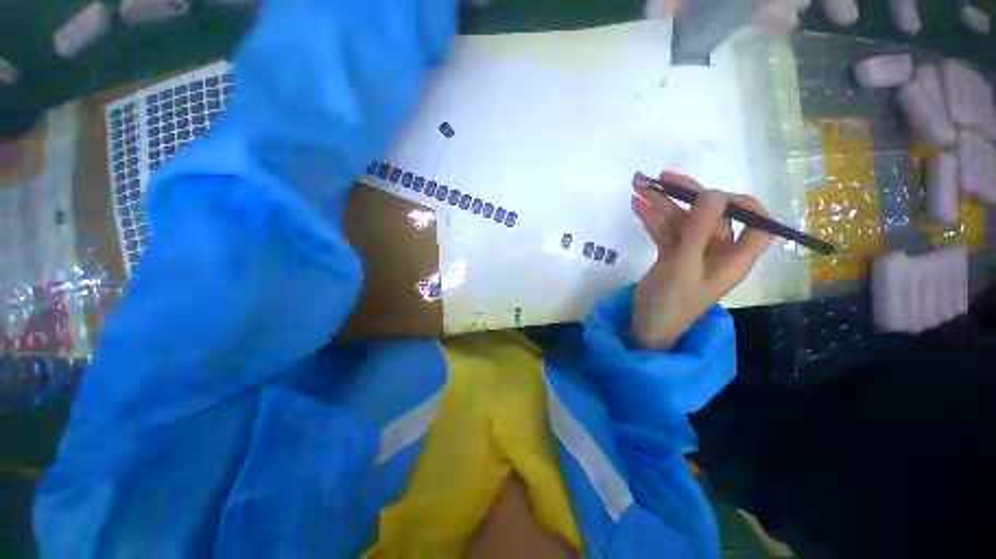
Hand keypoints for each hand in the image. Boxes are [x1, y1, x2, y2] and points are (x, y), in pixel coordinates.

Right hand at [630, 171, 773, 349]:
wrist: (647, 325)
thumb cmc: (672, 301)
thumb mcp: (685, 265)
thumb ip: (699, 230)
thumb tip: (714, 193)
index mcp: (734, 258)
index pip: (758, 225)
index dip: (745, 205)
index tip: (715, 194)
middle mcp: (717, 251)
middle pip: (710, 216)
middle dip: (685, 195)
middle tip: (661, 177)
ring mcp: (692, 252)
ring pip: (682, 221)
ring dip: (661, 204)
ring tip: (638, 186)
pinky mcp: (672, 255)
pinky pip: (665, 231)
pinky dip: (652, 219)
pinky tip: (637, 206)